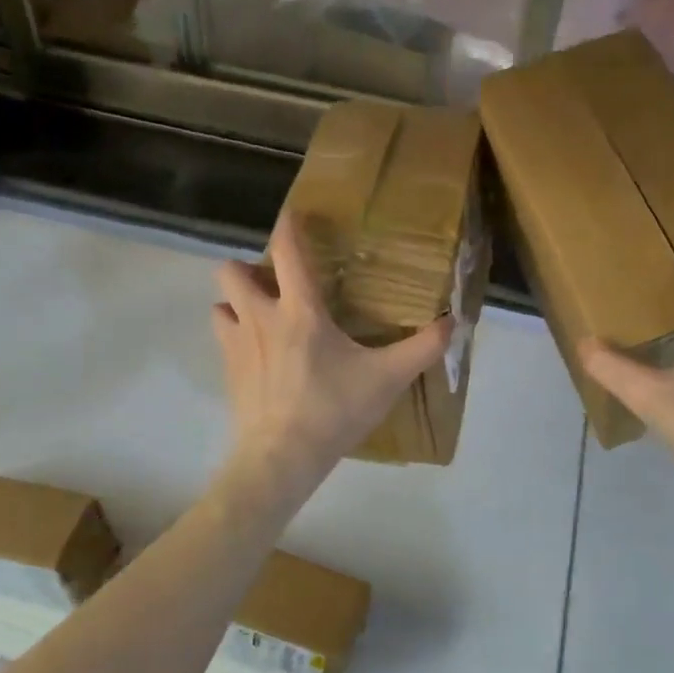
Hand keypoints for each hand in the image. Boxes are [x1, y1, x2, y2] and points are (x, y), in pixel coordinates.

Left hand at [212, 213, 452, 501]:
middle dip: (247, 268)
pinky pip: (222, 338)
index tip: (293, 215)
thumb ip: (422, 348)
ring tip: (261, 317)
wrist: (282, 458)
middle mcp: (260, 317)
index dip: (288, 226)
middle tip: (275, 284)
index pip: (286, 251)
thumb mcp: (387, 379)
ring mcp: (236, 344)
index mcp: (300, 311)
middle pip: (231, 270)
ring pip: (219, 304)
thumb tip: (454, 323)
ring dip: (236, 302)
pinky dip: (234, 335)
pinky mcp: (226, 371)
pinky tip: (257, 354)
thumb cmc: (334, 411)